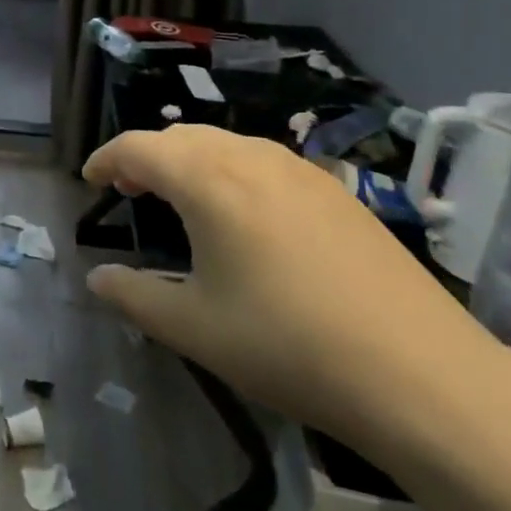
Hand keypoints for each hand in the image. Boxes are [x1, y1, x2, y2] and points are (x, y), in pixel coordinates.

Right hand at [82, 126, 504, 448]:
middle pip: (182, 137)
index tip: (90, 179)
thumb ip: (135, 297)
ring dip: (191, 160)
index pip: (139, 146)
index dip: (106, 158)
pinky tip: (244, 215)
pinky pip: (264, 162)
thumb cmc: (288, 346)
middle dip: (147, 156)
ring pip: (226, 144)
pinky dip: (232, 171)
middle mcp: (252, 158)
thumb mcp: (195, 329)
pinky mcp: (336, 191)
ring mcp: (301, 170)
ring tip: (181, 198)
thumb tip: (97, 278)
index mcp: (209, 181)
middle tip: (129, 189)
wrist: (420, 373)